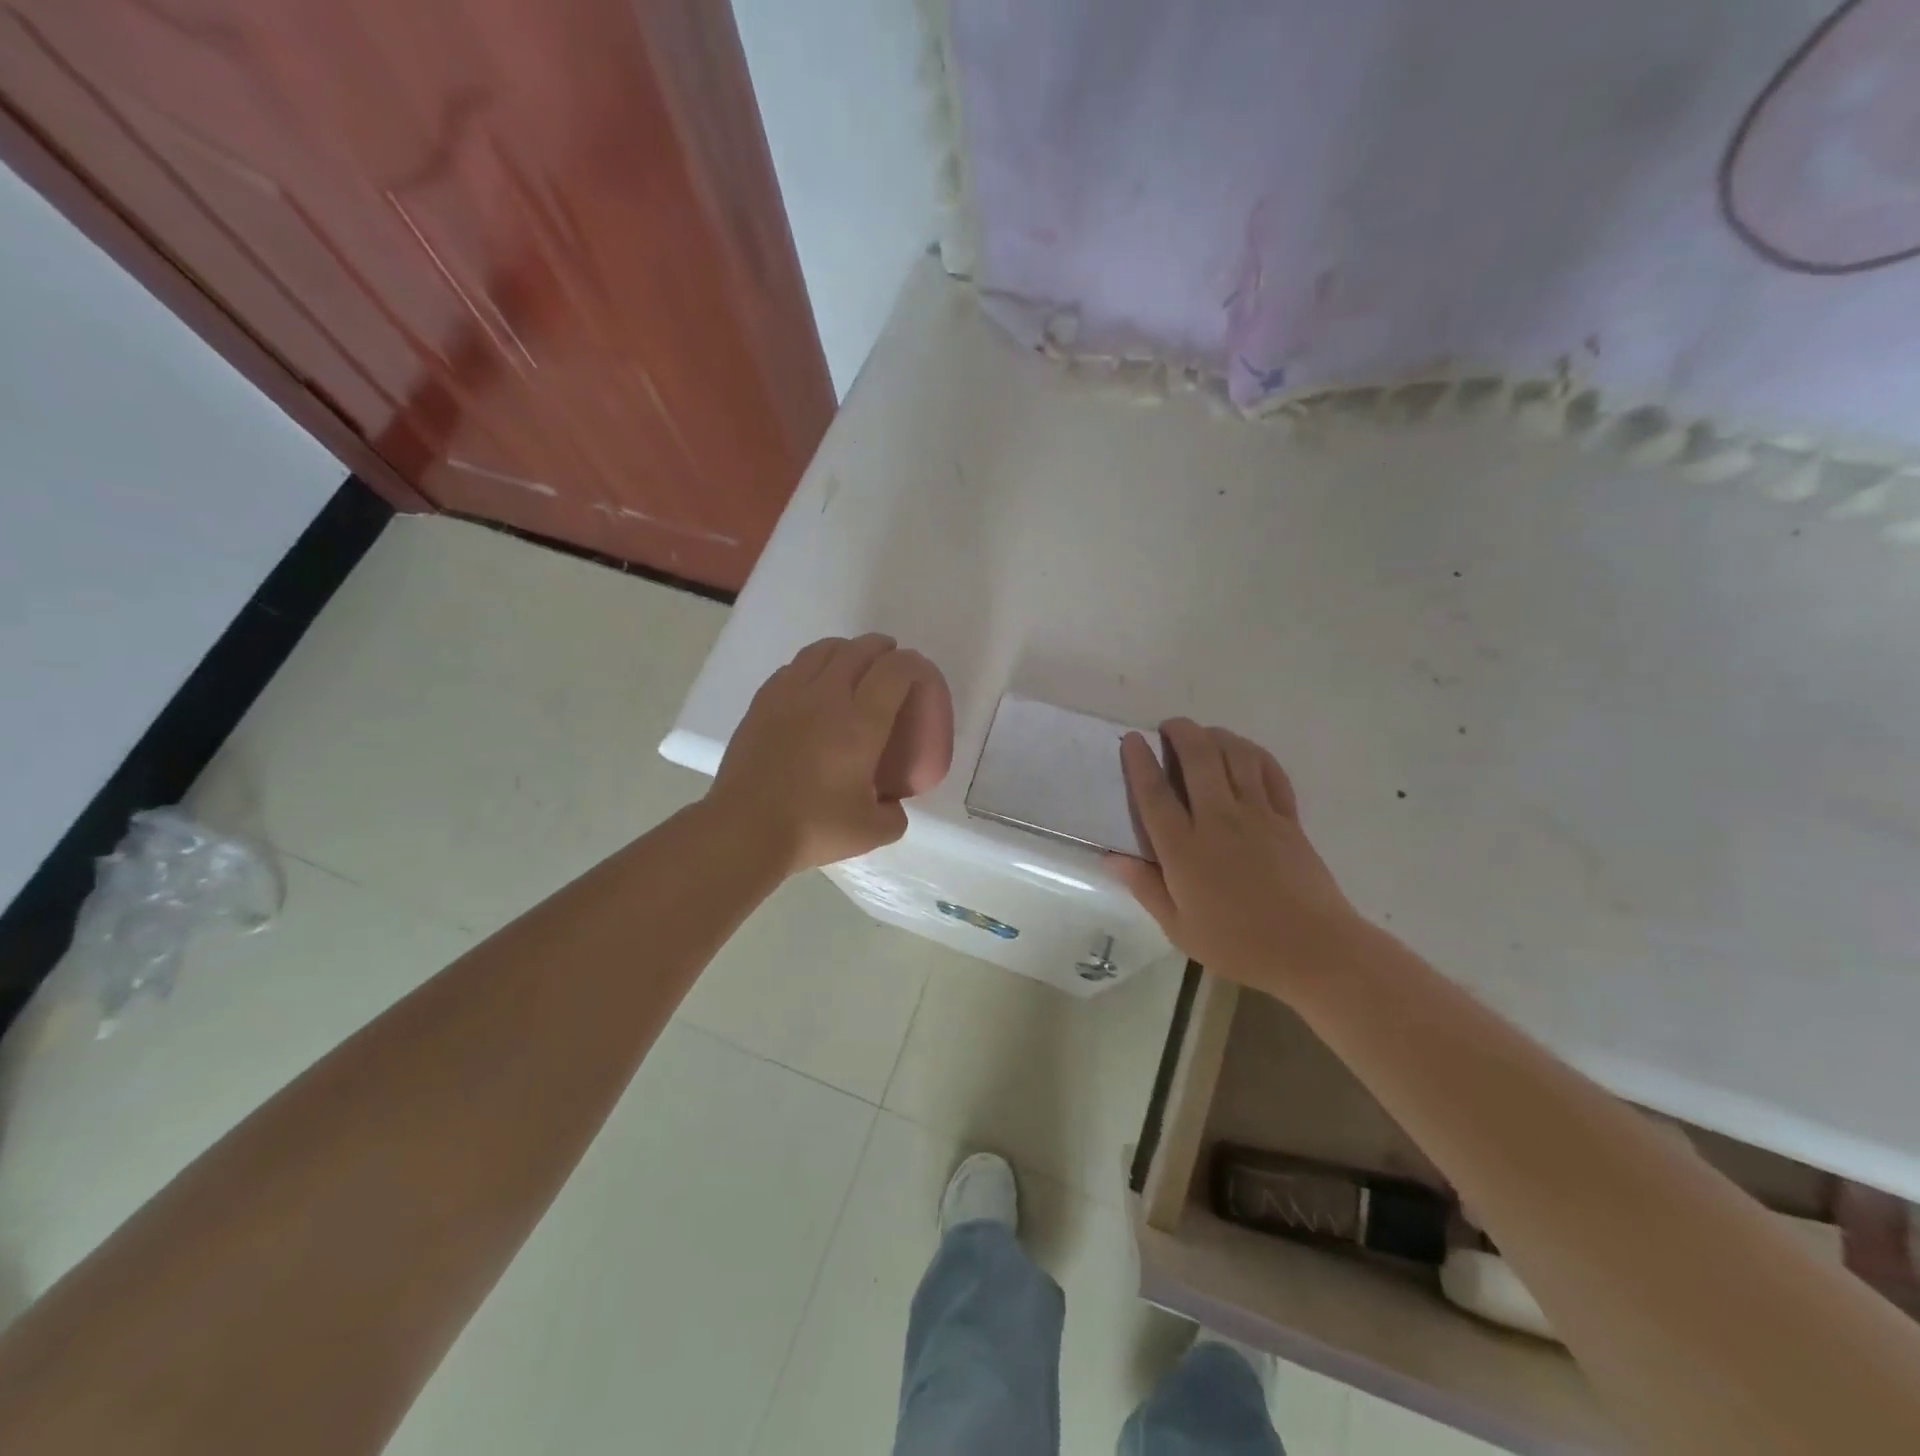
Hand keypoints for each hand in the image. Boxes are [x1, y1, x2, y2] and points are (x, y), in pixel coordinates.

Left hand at [708, 634, 927, 873]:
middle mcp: (827, 697)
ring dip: (846, 650)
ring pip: (822, 651)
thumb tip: (891, 804)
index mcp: (861, 723)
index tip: (920, 674)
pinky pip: (793, 668)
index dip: (913, 665)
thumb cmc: (812, 828)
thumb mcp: (871, 831)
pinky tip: (812, 685)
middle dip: (881, 649)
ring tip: (853, 663)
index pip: (895, 671)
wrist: (744, 830)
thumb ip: (893, 815)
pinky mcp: (761, 704)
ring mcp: (789, 696)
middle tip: (891, 661)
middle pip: (859, 650)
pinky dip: (812, 665)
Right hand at [1108, 720, 1362, 992]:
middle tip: (1169, 727)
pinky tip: (1244, 753)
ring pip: (1235, 755)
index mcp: (1185, 849)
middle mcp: (1218, 820)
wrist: (1313, 949)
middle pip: (1198, 758)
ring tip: (1204, 734)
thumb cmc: (1238, 944)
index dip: (1140, 762)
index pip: (1155, 794)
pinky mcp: (1288, 818)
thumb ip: (1145, 887)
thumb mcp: (1179, 928)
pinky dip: (1254, 754)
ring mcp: (1258, 815)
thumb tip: (1112, 858)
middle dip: (1181, 732)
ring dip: (1216, 735)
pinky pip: (1270, 772)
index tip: (1132, 739)